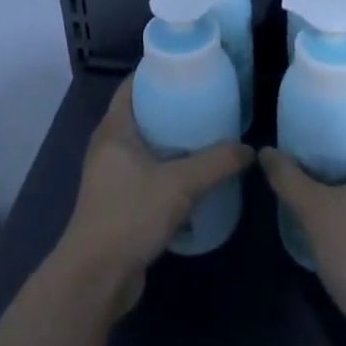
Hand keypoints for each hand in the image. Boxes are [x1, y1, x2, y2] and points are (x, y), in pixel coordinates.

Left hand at [54, 77, 252, 314]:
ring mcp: (110, 177)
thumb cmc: (130, 215)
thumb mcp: (180, 184)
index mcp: (114, 130)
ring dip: (170, 141)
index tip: (187, 67)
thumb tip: (248, 150)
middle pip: (141, 114)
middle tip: (206, 100)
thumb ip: (216, 163)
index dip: (156, 72)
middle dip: (170, 106)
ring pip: (144, 146)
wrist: (96, 278)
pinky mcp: (118, 203)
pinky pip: (145, 173)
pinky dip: (167, 169)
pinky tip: (194, 176)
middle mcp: (108, 147)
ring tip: (206, 134)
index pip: (132, 85)